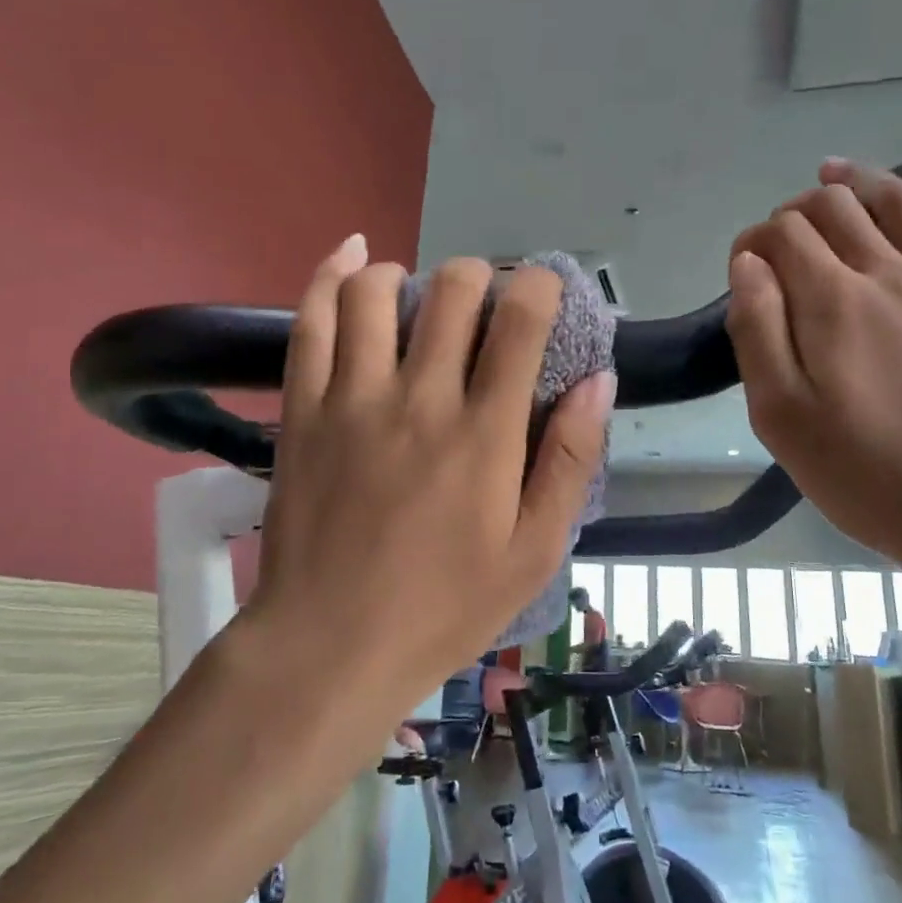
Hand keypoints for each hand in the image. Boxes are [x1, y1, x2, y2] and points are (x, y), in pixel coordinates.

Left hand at [248, 236, 614, 717]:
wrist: (328, 647)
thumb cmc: (443, 608)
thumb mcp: (534, 552)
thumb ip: (572, 461)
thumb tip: (598, 380)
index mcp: (484, 432)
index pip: (520, 321)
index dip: (539, 287)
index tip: (542, 296)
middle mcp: (419, 397)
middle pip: (452, 289)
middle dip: (479, 278)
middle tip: (483, 308)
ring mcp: (352, 397)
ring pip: (376, 291)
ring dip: (408, 275)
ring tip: (419, 297)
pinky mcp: (303, 408)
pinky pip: (312, 321)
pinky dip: (332, 275)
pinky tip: (353, 255)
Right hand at [725, 143, 901, 630]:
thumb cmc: (867, 476)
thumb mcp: (781, 416)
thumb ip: (757, 331)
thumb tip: (748, 264)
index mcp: (833, 303)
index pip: (783, 237)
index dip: (753, 241)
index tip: (742, 270)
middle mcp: (892, 276)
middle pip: (839, 211)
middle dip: (798, 210)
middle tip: (782, 235)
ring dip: (862, 181)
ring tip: (834, 172)